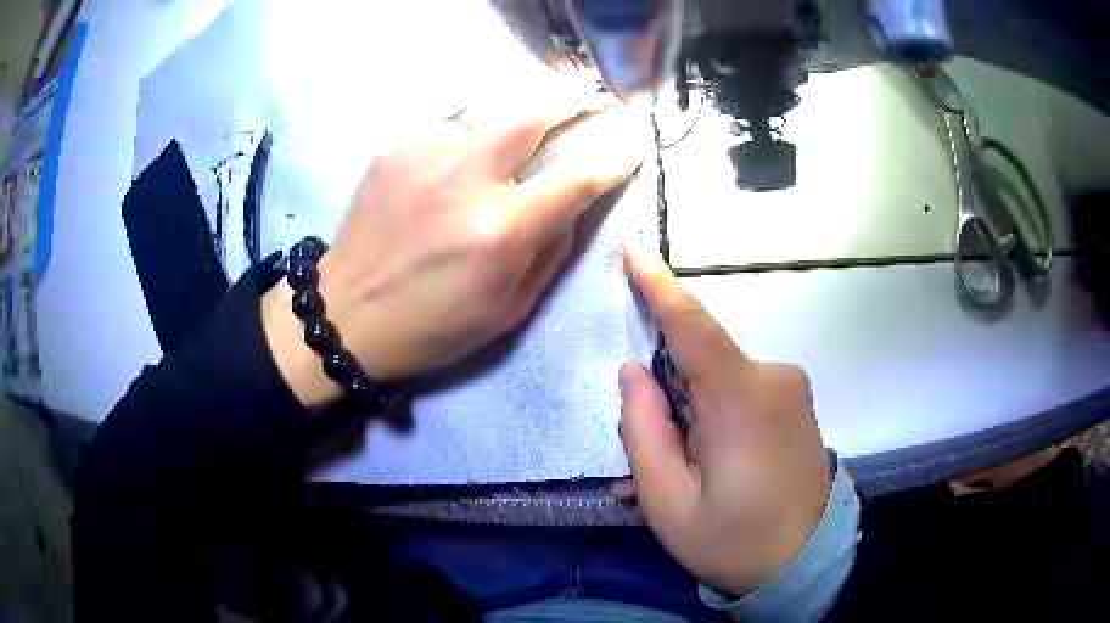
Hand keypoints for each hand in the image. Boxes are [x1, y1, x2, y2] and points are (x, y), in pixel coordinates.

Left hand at [263, 88, 645, 405]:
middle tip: (585, 100)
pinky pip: (447, 127)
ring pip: (486, 113)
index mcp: (501, 229)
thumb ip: (551, 251)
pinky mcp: (394, 147)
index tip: (631, 144)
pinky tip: (451, 166)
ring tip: (503, 149)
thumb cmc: (433, 326)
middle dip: (568, 100)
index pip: (577, 178)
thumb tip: (573, 202)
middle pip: (531, 112)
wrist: (345, 314)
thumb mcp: (509, 310)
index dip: (612, 158)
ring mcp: (425, 153)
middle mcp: (466, 178)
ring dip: (507, 126)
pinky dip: (463, 140)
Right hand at [618, 250, 831, 595]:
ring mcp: (790, 389)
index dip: (658, 284)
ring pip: (717, 383)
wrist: (804, 564)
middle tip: (646, 463)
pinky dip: (713, 422)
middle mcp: (773, 378)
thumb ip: (644, 431)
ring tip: (677, 478)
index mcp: (741, 399)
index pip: (692, 325)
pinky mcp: (795, 403)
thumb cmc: (733, 540)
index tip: (632, 248)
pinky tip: (706, 468)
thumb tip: (634, 371)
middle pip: (699, 363)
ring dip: (689, 419)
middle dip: (666, 399)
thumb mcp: (669, 502)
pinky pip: (740, 396)